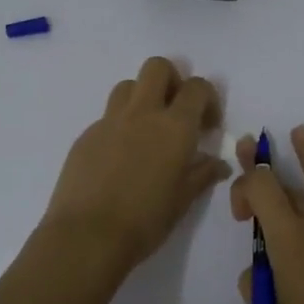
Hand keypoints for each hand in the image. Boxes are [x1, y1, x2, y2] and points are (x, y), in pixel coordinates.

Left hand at [41, 58, 231, 272]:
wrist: (87, 236)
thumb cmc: (145, 220)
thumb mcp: (183, 200)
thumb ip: (202, 174)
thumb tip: (218, 163)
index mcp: (174, 127)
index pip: (197, 87)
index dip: (208, 99)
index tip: (207, 126)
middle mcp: (142, 113)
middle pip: (158, 67)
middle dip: (172, 80)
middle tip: (176, 112)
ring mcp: (109, 122)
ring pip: (128, 86)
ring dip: (143, 97)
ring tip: (147, 131)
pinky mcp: (85, 136)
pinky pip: (107, 117)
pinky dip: (120, 126)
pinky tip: (120, 158)